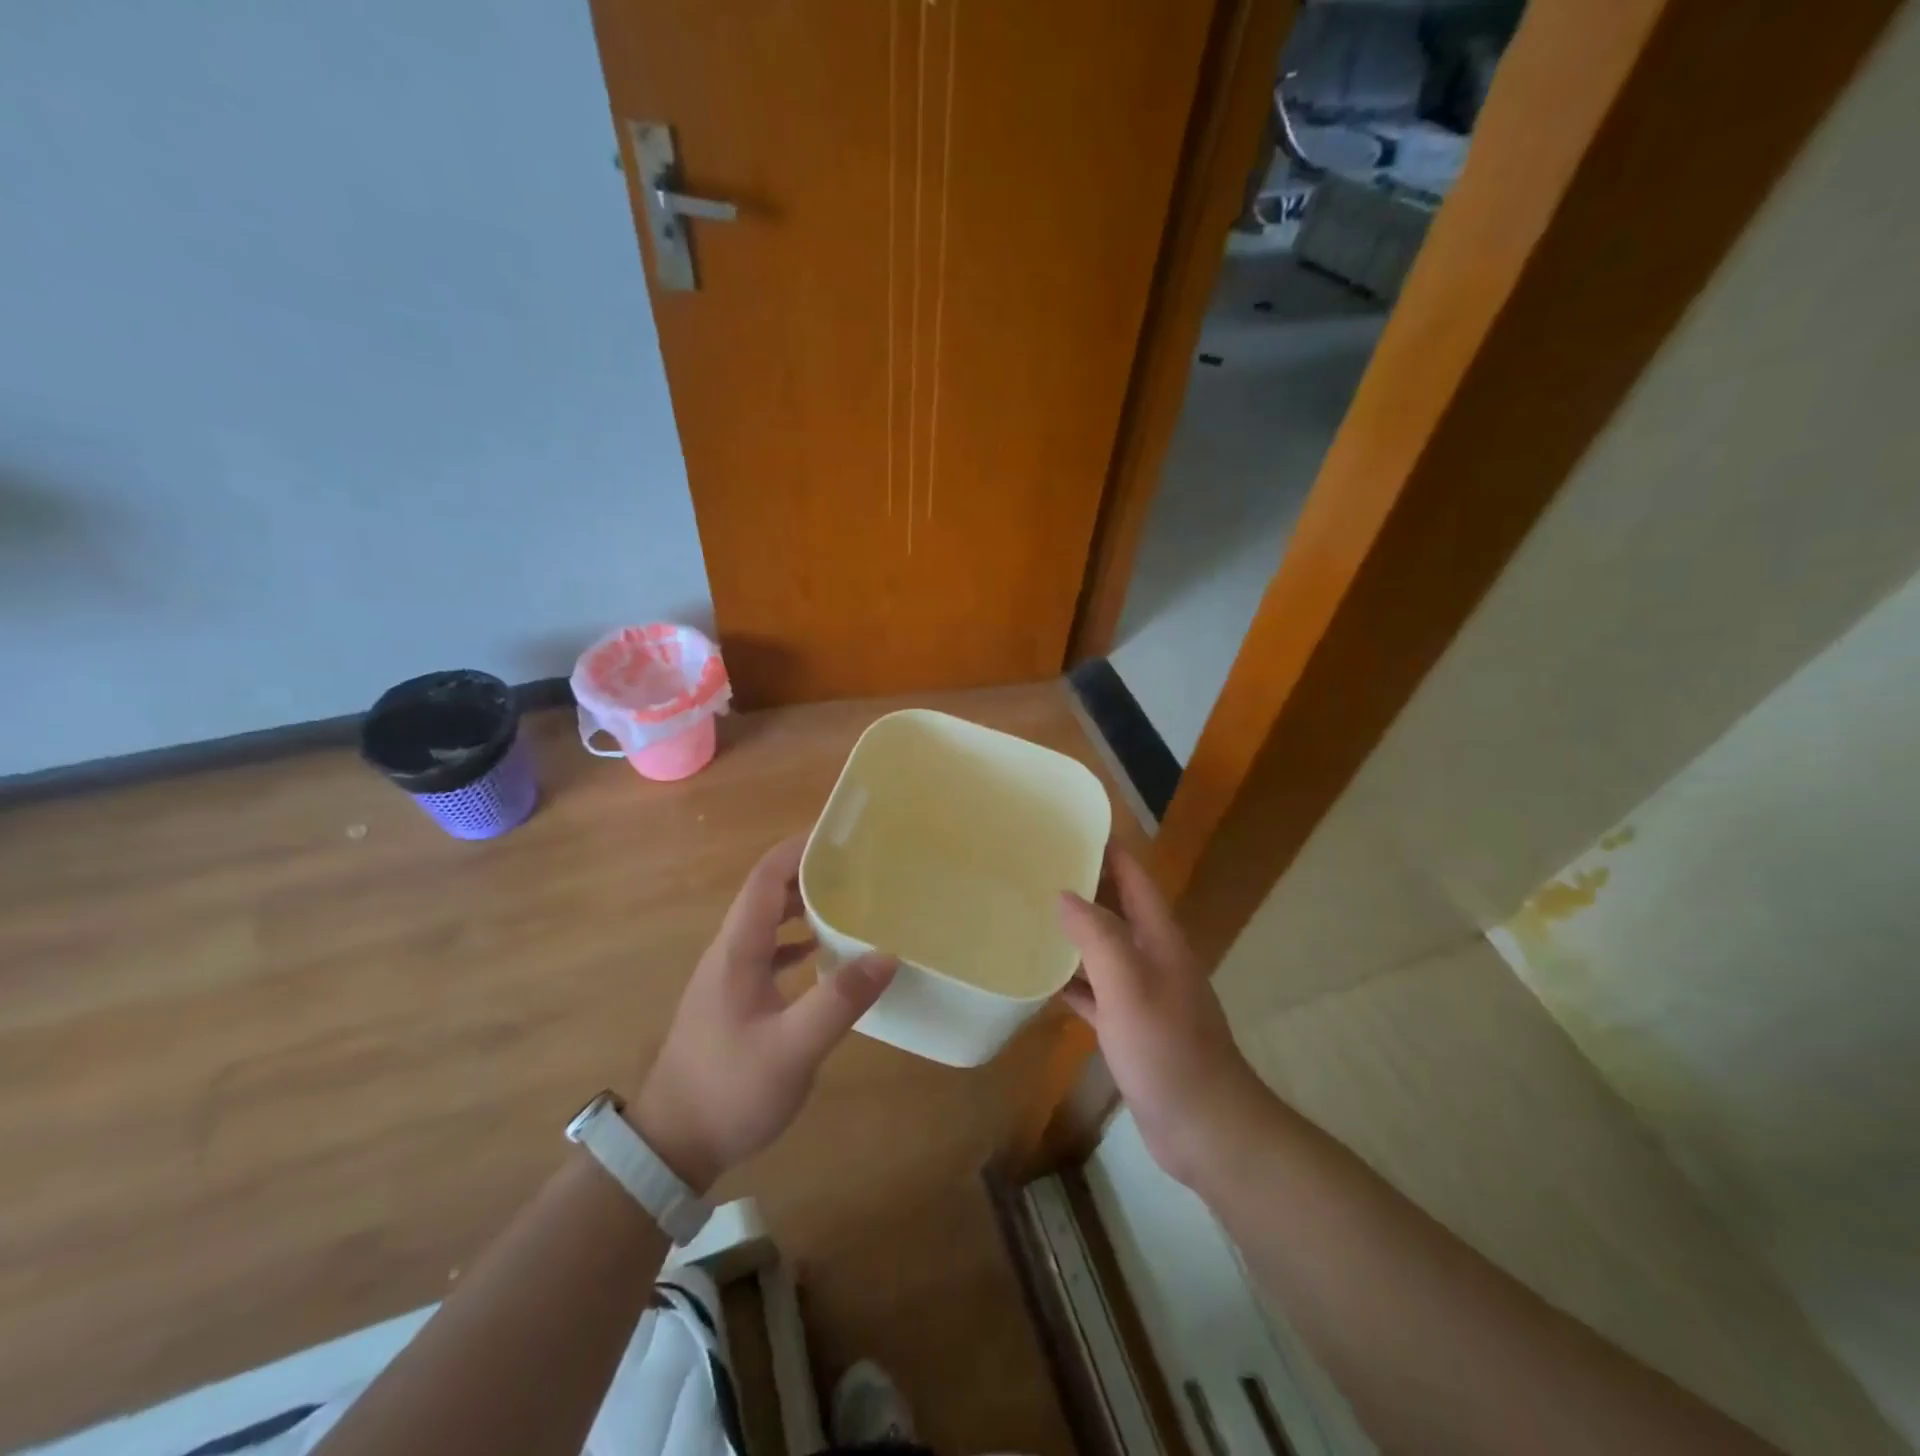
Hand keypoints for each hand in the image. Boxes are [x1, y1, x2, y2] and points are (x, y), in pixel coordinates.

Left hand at [630, 834, 896, 1191]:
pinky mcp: (734, 1000)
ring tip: (850, 901)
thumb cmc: (728, 1090)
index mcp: (738, 950)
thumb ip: (839, 1001)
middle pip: (768, 894)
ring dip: (804, 906)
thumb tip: (888, 955)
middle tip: (858, 866)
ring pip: (769, 923)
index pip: (766, 878)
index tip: (840, 834)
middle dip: (809, 872)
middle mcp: (730, 953)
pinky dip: (798, 942)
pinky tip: (825, 954)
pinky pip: (769, 952)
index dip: (798, 849)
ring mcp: (729, 977)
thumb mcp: (791, 1049)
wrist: (671, 1145)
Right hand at [1057, 845, 1265, 1187]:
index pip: (1134, 878)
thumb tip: (1064, 894)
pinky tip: (1041, 978)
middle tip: (1037, 867)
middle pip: (1116, 909)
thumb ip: (1098, 936)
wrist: (1206, 1127)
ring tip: (1030, 913)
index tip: (1071, 826)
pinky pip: (1096, 992)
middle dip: (1084, 885)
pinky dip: (1072, 981)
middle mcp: (1153, 958)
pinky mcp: (1131, 1028)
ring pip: (1103, 949)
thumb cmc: (1168, 1049)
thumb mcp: (1129, 985)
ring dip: (1074, 932)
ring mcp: (1142, 994)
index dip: (1109, 849)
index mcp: (1159, 938)